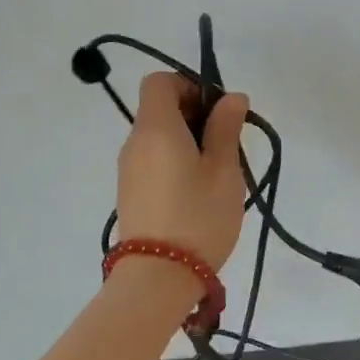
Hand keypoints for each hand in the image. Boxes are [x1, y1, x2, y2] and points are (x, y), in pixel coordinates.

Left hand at [115, 73, 249, 270]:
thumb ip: (226, 128)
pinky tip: (198, 191)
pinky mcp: (130, 193)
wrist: (158, 278)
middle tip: (226, 144)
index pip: (160, 81)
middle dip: (194, 115)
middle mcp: (135, 142)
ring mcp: (129, 169)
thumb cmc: (198, 217)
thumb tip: (231, 97)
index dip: (190, 85)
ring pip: (158, 136)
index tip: (217, 112)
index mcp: (156, 128)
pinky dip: (175, 161)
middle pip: (159, 108)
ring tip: (217, 172)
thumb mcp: (224, 171)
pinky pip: (153, 160)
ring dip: (187, 141)